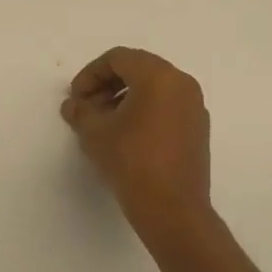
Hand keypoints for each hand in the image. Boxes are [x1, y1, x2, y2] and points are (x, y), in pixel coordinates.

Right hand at [61, 47, 211, 240]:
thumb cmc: (132, 162)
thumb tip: (73, 105)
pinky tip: (127, 135)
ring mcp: (194, 107)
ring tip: (104, 123)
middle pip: (138, 69)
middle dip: (107, 84)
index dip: (91, 74)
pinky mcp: (198, 130)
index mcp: (158, 76)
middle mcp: (181, 83)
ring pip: (154, 88)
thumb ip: (80, 111)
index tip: (76, 97)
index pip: (118, 59)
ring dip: (125, 97)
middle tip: (87, 107)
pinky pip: (167, 106)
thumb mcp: (95, 133)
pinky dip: (145, 110)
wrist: (173, 212)